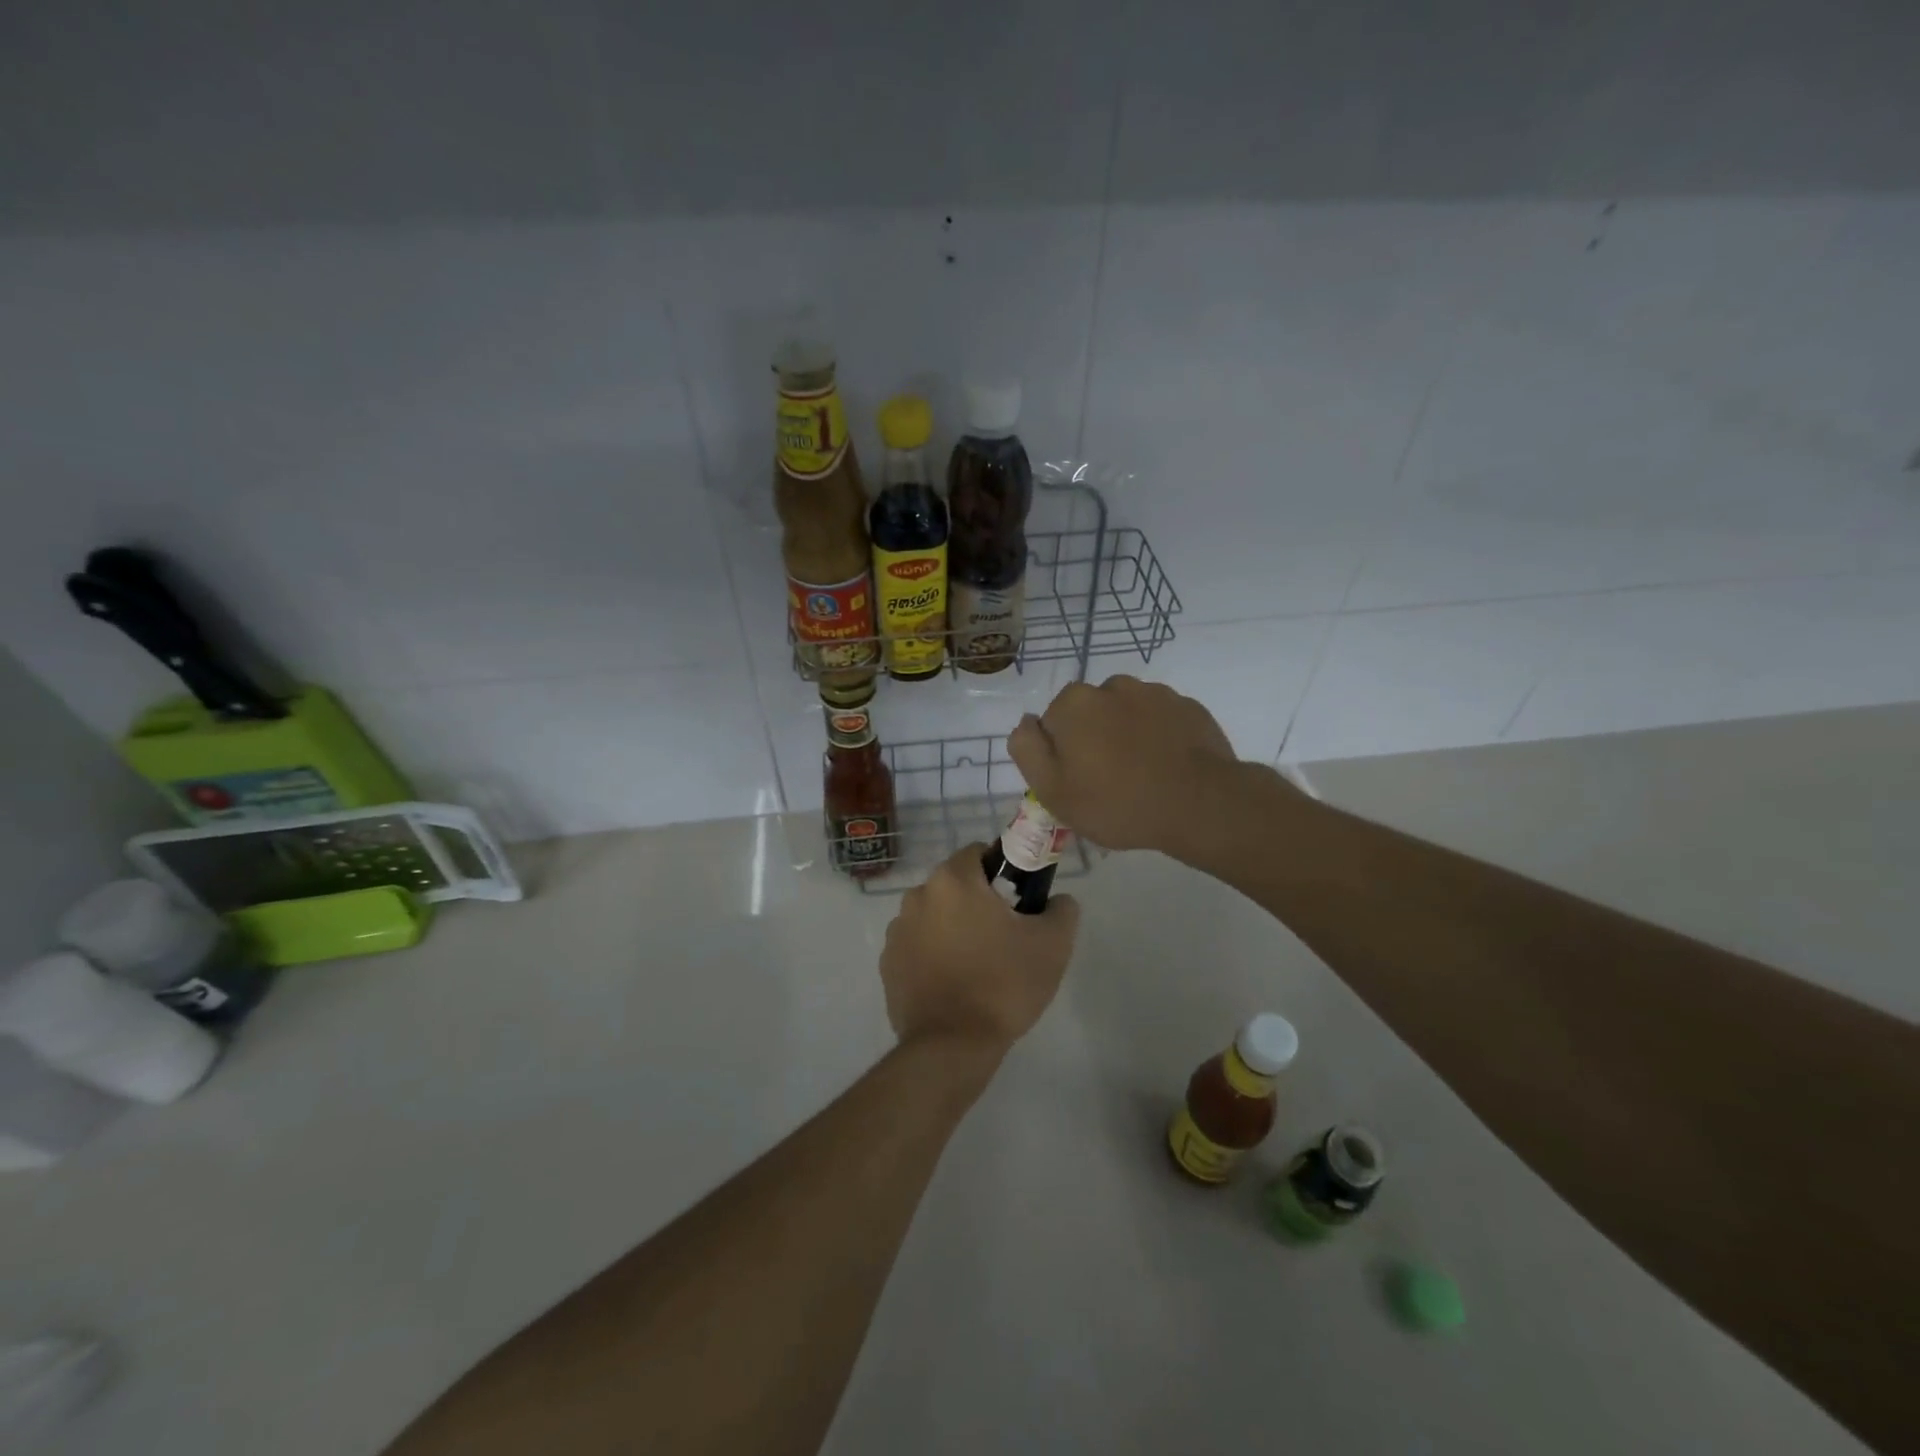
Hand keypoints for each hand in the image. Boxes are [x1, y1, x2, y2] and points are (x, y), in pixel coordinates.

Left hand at [880, 842, 1080, 1052]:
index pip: (979, 853)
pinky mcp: (888, 963)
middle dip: (978, 900)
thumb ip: (1062, 909)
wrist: (952, 1045)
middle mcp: (917, 895)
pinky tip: (954, 983)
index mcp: (953, 880)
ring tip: (978, 963)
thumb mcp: (1052, 945)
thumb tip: (1057, 900)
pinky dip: (933, 954)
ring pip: (934, 915)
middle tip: (1005, 934)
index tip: (1019, 900)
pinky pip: (917, 945)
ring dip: (953, 927)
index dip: (1002, 870)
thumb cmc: (1003, 984)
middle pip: (955, 884)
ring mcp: (897, 930)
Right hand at [1009, 675, 1240, 857]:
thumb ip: (1027, 749)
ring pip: (1127, 714)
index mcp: (1074, 702)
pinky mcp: (1189, 707)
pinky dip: (1159, 738)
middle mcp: (1112, 686)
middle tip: (1109, 782)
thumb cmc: (1116, 802)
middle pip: (1090, 714)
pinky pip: (1161, 721)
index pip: (1052, 723)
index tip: (1078, 782)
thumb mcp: (1052, 790)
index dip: (1061, 754)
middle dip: (1094, 738)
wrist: (1200, 804)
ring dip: (1127, 735)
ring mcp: (1155, 693)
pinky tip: (1167, 768)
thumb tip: (1026, 722)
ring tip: (1142, 775)